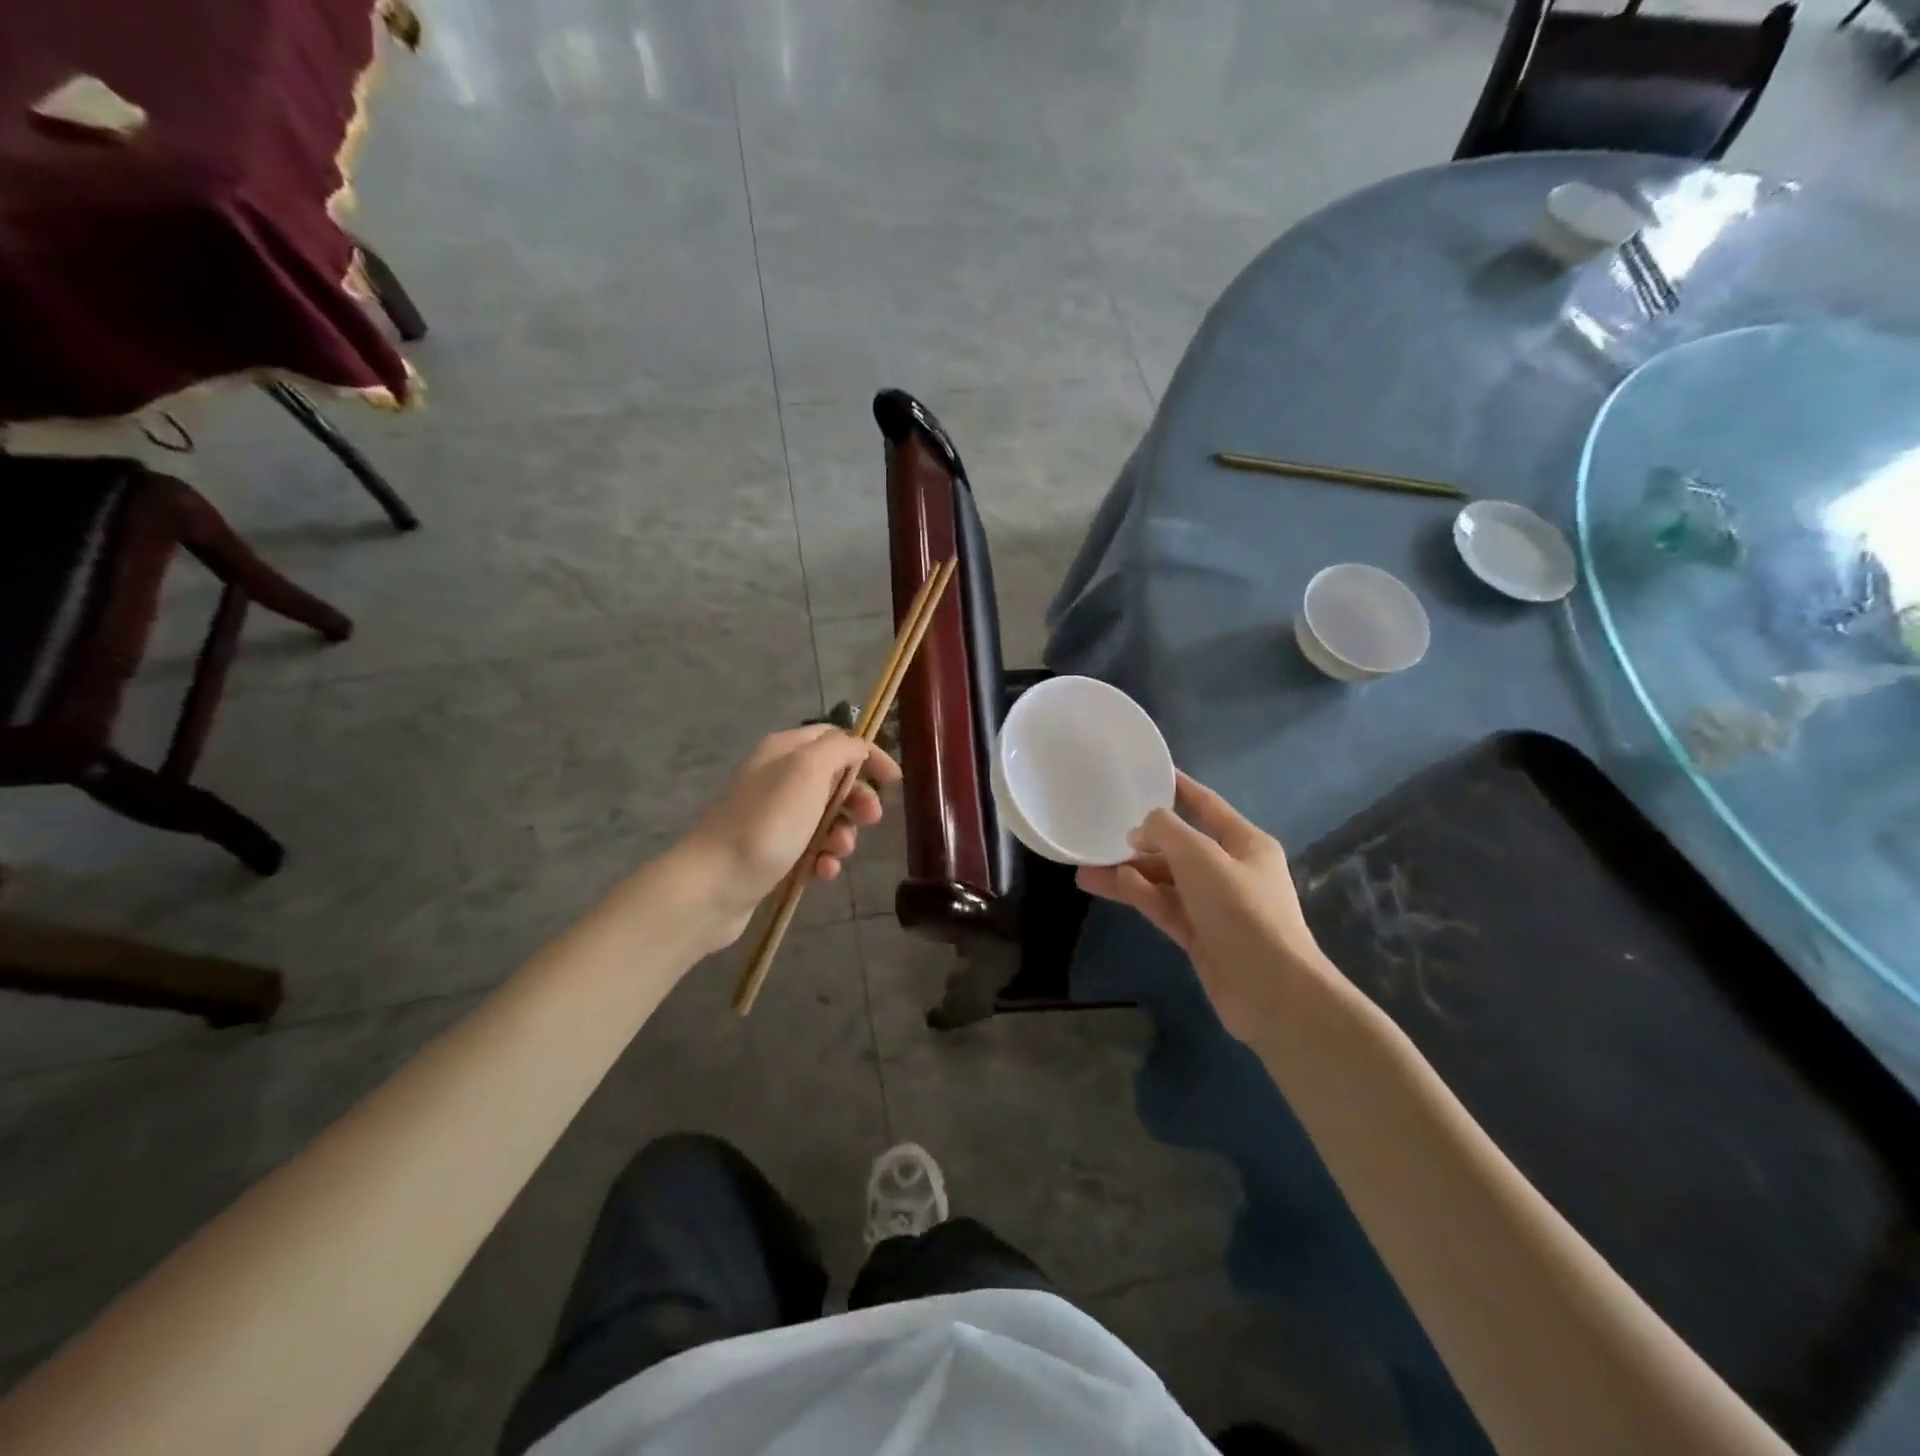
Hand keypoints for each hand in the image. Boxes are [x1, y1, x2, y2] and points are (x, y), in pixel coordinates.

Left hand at [684, 726, 901, 945]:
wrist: (714, 884)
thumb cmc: (768, 822)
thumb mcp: (808, 771)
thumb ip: (840, 750)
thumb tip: (857, 748)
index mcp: (785, 750)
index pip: (836, 738)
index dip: (868, 755)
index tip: (893, 780)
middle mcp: (779, 777)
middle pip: (835, 780)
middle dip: (858, 800)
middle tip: (870, 819)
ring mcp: (774, 816)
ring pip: (827, 818)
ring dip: (842, 834)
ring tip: (837, 852)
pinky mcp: (772, 851)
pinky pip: (811, 848)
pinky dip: (823, 858)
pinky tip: (822, 873)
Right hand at [1077, 772, 1340, 1043]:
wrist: (1272, 991)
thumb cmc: (1242, 910)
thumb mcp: (1201, 858)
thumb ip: (1167, 832)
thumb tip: (1141, 828)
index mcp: (1245, 843)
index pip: (1207, 805)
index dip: (1179, 788)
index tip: (1148, 773)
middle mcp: (1231, 870)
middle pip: (1179, 847)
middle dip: (1140, 841)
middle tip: (1100, 833)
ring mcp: (1215, 905)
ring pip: (1165, 880)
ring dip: (1129, 873)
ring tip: (1085, 869)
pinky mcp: (1201, 936)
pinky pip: (1165, 907)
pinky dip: (1141, 895)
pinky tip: (1112, 885)